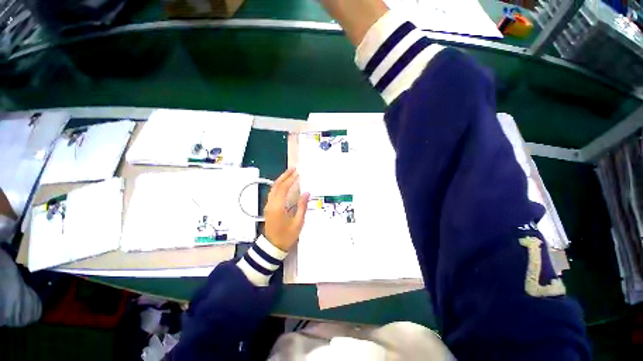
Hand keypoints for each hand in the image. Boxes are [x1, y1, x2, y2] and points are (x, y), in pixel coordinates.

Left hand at [264, 168, 309, 251]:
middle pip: (276, 185)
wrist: (272, 247)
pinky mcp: (269, 208)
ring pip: (273, 188)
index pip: (283, 188)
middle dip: (284, 176)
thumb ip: (302, 206)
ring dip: (281, 180)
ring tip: (290, 174)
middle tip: (293, 169)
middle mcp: (271, 203)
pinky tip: (285, 184)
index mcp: (278, 207)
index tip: (298, 173)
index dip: (290, 180)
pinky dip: (279, 186)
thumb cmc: (286, 236)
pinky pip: (273, 193)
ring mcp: (268, 205)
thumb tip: (306, 193)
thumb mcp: (298, 222)